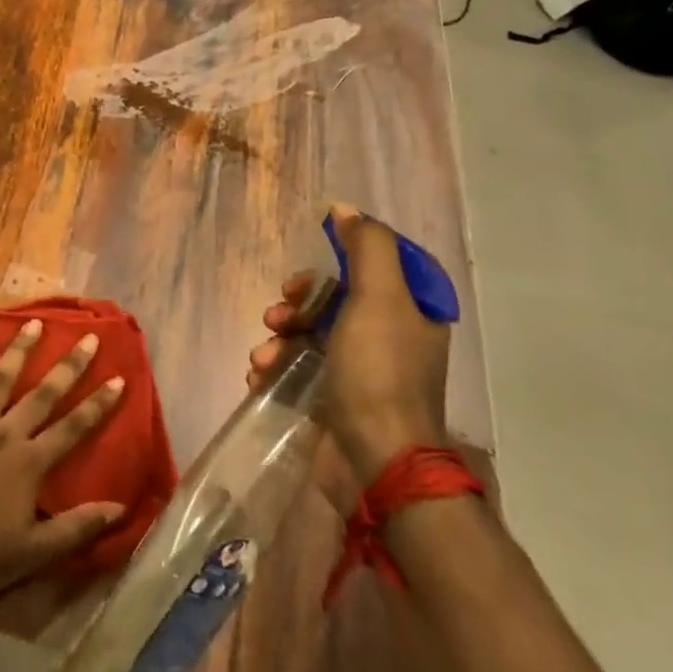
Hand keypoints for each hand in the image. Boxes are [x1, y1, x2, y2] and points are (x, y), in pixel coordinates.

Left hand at [0, 319, 126, 604]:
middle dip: (69, 365)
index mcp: (30, 463)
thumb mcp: (34, 553)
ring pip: (2, 378)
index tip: (118, 378)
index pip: (73, 427)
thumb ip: (77, 527)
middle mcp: (6, 433)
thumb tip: (120, 507)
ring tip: (35, 322)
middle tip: (87, 337)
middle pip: (43, 393)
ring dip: (21, 349)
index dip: (98, 404)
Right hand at [248, 204, 448, 499]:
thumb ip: (367, 247)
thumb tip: (345, 210)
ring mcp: (364, 371)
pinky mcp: (337, 399)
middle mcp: (392, 337)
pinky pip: (301, 368)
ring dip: (281, 338)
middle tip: (279, 312)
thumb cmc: (379, 371)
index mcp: (412, 312)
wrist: (378, 462)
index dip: (340, 260)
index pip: (376, 266)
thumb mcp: (378, 297)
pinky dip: (278, 367)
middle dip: (299, 302)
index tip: (314, 267)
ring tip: (264, 356)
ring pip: (313, 333)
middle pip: (337, 298)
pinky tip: (260, 376)